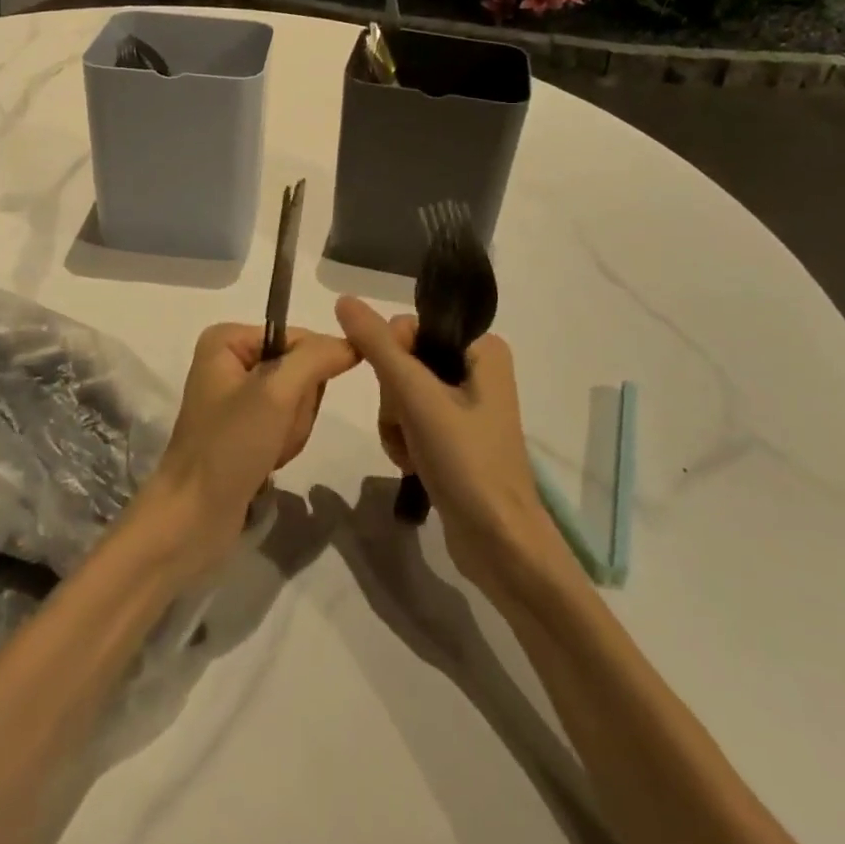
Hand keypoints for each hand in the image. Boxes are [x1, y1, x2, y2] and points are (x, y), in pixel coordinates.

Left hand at [144, 324, 358, 577]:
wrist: (192, 519)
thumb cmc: (229, 446)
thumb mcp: (275, 393)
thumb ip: (316, 359)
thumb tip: (353, 342)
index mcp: (228, 339)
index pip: (300, 338)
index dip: (311, 372)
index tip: (290, 406)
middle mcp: (231, 360)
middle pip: (300, 370)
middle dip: (297, 407)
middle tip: (273, 432)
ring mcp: (237, 396)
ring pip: (298, 400)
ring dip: (292, 430)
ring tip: (268, 451)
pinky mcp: (244, 428)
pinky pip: (285, 423)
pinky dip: (285, 444)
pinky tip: (267, 462)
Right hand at [335, 296, 556, 593]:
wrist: (500, 544)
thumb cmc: (466, 462)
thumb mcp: (417, 398)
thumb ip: (378, 346)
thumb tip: (344, 298)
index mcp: (481, 348)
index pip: (409, 327)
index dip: (392, 359)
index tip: (402, 395)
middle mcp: (475, 368)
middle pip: (402, 360)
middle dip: (393, 398)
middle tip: (410, 427)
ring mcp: (464, 403)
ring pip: (400, 391)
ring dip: (394, 423)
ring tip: (412, 453)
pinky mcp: (454, 435)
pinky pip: (410, 418)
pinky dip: (403, 440)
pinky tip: (413, 465)